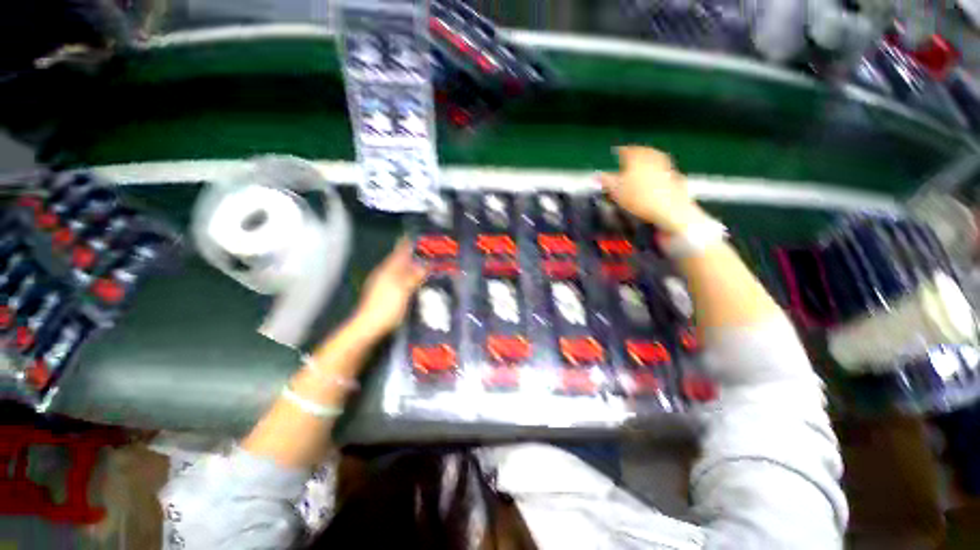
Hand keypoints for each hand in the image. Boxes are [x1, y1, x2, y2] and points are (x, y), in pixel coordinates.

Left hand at [349, 239, 426, 340]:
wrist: (368, 326)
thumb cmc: (386, 307)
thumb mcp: (403, 290)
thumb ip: (414, 276)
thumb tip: (425, 264)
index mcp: (389, 270)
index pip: (400, 251)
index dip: (408, 243)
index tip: (418, 235)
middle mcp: (385, 273)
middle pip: (400, 259)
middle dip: (412, 254)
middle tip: (428, 251)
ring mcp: (383, 284)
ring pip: (399, 269)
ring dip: (411, 265)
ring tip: (424, 264)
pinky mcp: (385, 293)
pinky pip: (399, 279)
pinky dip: (408, 276)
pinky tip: (415, 281)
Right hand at [599, 146, 707, 233]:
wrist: (668, 209)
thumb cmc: (638, 198)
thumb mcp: (615, 191)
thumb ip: (606, 181)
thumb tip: (597, 175)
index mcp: (637, 158)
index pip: (627, 150)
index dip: (620, 151)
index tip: (617, 152)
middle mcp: (653, 158)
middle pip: (643, 152)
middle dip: (636, 154)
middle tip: (630, 157)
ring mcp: (666, 166)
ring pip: (655, 159)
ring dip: (648, 161)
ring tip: (642, 166)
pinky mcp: (675, 177)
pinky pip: (664, 170)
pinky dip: (658, 171)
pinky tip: (655, 178)